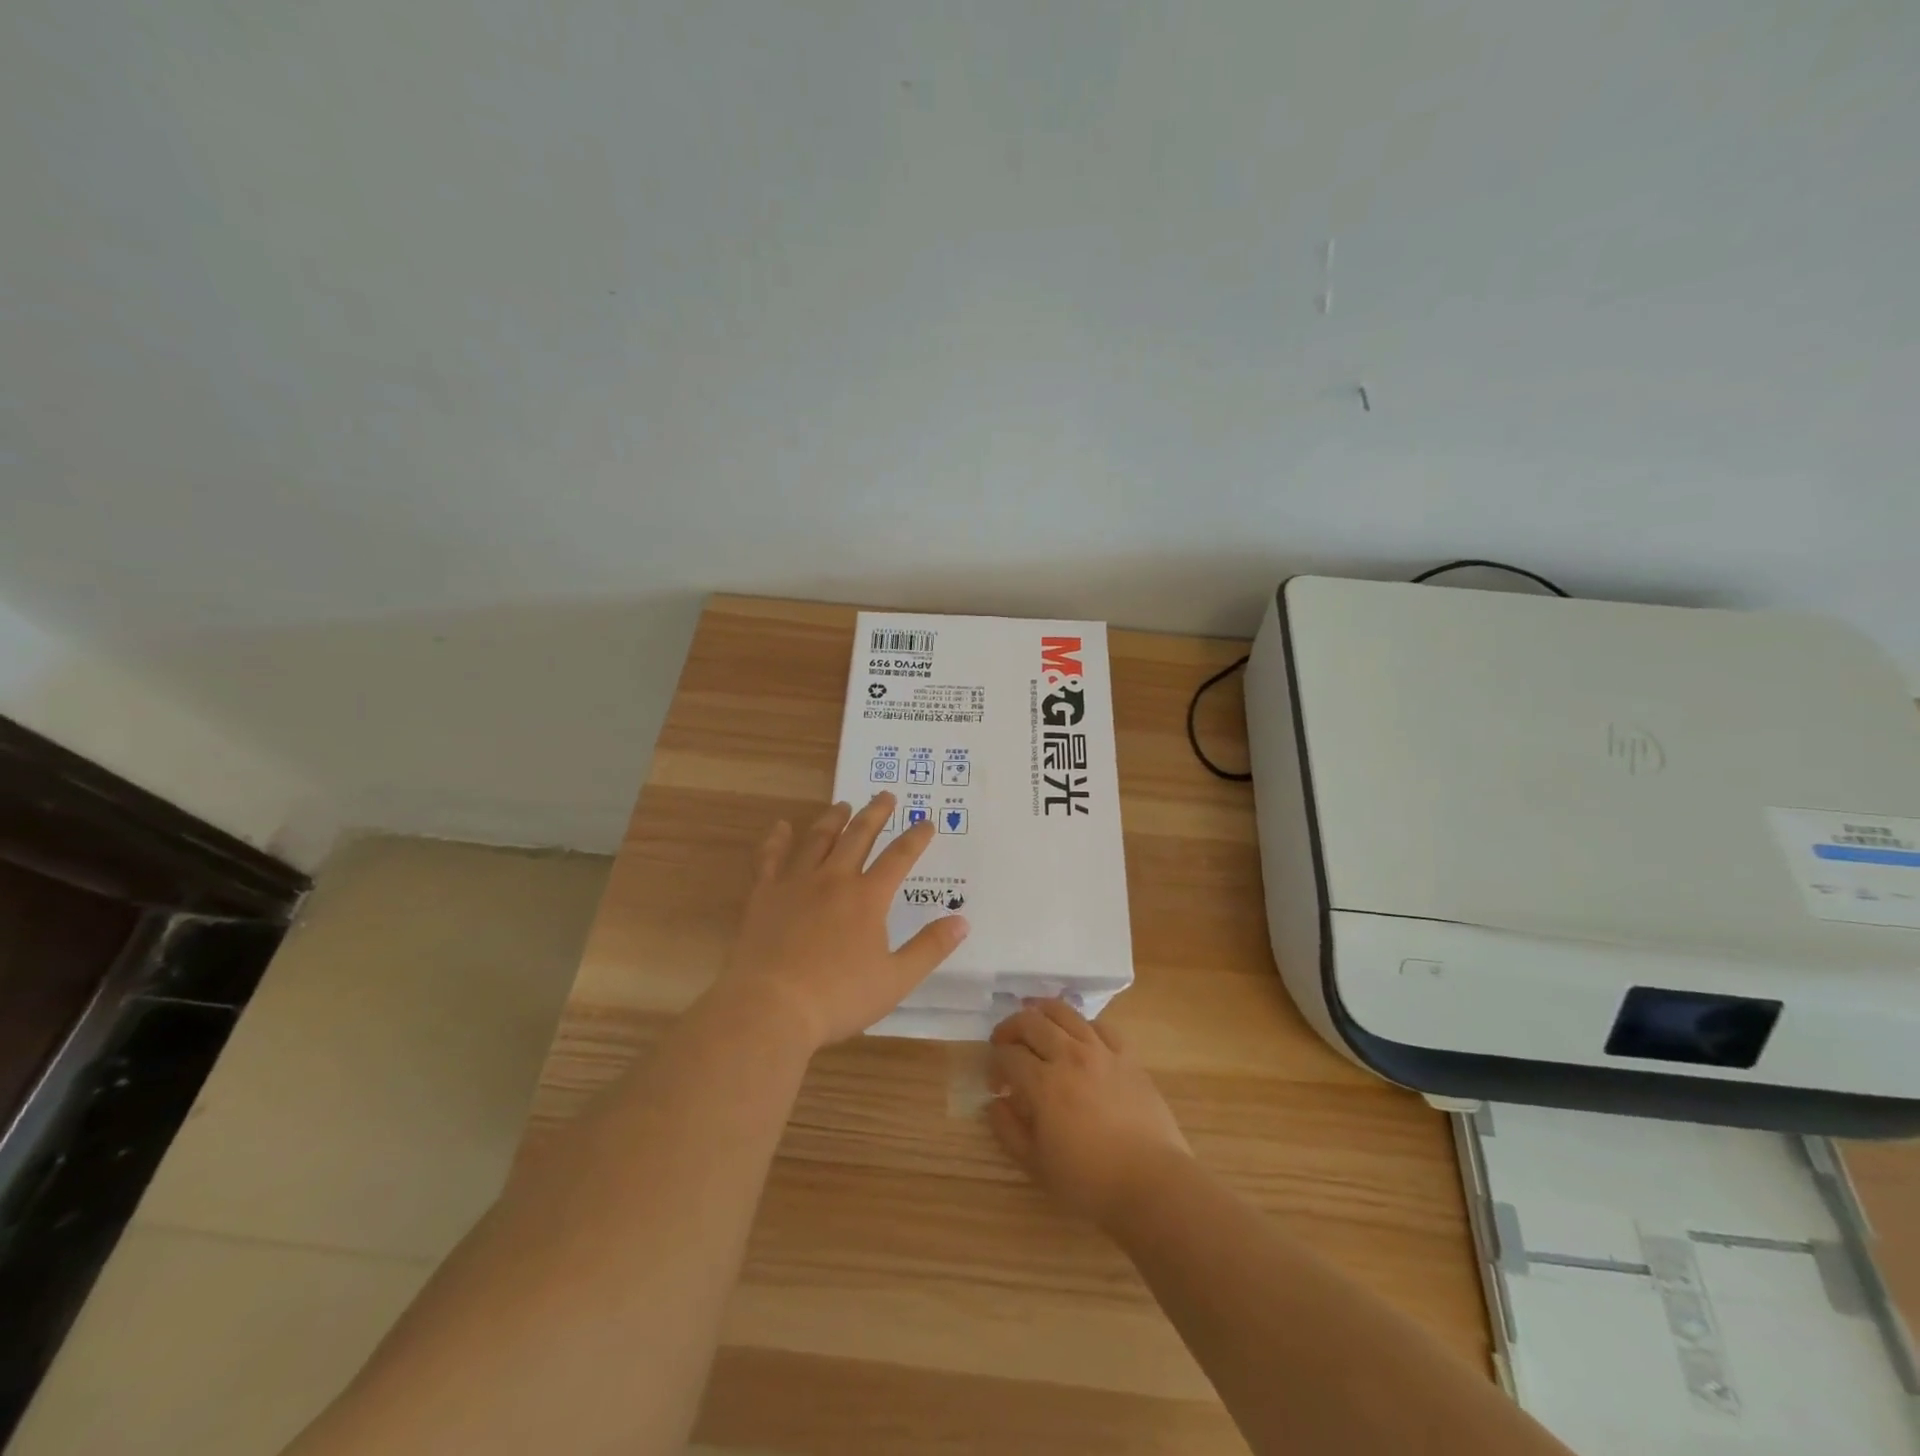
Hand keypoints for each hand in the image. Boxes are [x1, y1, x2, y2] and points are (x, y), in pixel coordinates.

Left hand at [718, 791, 968, 1050]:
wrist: (771, 1007)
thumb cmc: (838, 997)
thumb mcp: (896, 979)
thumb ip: (930, 948)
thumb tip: (962, 921)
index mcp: (868, 897)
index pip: (899, 857)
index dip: (916, 838)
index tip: (927, 822)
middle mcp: (834, 879)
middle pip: (858, 836)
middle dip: (875, 814)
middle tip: (885, 795)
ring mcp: (796, 883)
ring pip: (818, 839)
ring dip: (833, 819)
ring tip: (843, 805)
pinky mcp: (764, 894)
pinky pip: (771, 857)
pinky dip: (777, 839)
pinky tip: (781, 827)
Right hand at [987, 999, 1191, 1224]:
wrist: (1152, 1183)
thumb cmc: (1090, 1181)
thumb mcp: (1036, 1164)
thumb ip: (1008, 1130)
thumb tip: (994, 1102)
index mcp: (1043, 1084)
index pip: (1008, 1055)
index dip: (995, 1065)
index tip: (996, 1084)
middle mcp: (1069, 1056)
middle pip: (1030, 1022)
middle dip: (1010, 1028)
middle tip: (1005, 1043)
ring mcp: (1101, 1051)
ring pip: (1064, 1012)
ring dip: (1042, 1013)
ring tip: (1036, 1025)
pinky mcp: (1127, 1055)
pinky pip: (1100, 1026)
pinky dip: (1082, 1025)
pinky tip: (1079, 1038)